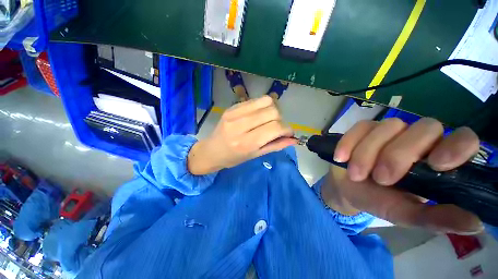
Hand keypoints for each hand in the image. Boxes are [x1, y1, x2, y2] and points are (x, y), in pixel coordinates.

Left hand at [188, 96, 296, 174]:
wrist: (211, 150)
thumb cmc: (233, 158)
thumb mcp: (255, 155)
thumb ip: (275, 146)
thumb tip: (293, 139)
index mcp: (247, 142)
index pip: (275, 127)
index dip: (287, 129)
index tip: (287, 133)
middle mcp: (240, 125)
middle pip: (272, 111)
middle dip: (280, 119)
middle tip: (276, 128)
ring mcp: (234, 113)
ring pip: (266, 101)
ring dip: (273, 110)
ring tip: (268, 120)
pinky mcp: (232, 107)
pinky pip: (255, 100)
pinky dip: (262, 106)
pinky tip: (258, 115)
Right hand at [321, 118, 482, 233]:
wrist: (346, 188)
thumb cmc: (378, 201)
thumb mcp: (405, 214)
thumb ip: (436, 218)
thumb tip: (475, 224)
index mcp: (436, 161)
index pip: (462, 139)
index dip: (456, 146)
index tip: (436, 165)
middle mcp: (417, 140)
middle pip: (423, 128)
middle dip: (398, 154)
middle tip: (381, 178)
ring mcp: (389, 131)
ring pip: (387, 126)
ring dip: (367, 153)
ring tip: (356, 175)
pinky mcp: (363, 129)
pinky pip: (359, 128)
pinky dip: (349, 143)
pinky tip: (341, 158)